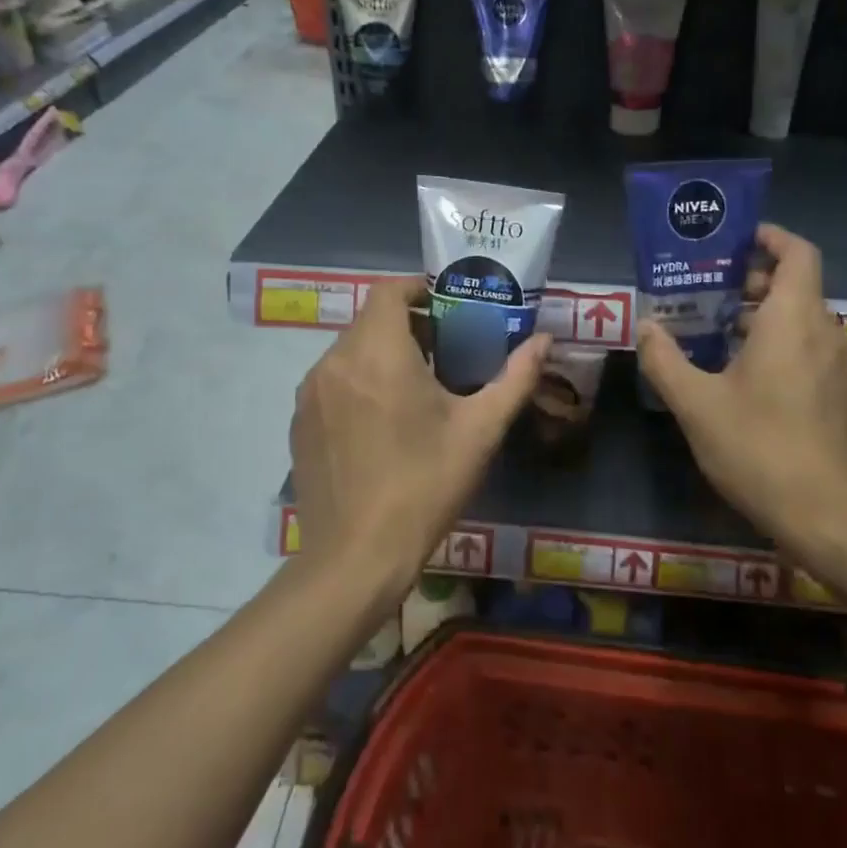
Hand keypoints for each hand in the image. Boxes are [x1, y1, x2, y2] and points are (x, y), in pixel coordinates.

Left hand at [291, 278, 548, 608]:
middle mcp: (335, 361)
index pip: (388, 290)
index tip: (447, 307)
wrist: (355, 559)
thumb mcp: (480, 430)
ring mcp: (311, 393)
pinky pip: (332, 381)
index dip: (417, 288)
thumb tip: (546, 340)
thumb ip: (515, 377)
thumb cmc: (424, 485)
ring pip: (350, 350)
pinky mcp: (299, 421)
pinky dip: (358, 381)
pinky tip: (380, 422)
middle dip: (408, 326)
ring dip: (382, 354)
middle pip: (371, 320)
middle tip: (444, 352)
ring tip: (415, 388)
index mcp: (378, 352)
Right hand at [635, 224, 846, 551]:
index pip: (798, 252)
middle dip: (752, 280)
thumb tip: (645, 326)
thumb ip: (665, 360)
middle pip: (795, 284)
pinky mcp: (842, 395)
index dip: (770, 236)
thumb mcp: (697, 405)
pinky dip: (779, 343)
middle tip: (708, 291)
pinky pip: (810, 348)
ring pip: (802, 319)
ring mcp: (840, 366)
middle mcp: (825, 331)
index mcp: (795, 319)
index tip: (734, 240)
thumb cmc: (762, 449)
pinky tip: (742, 376)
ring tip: (716, 332)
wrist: (833, 520)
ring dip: (763, 315)